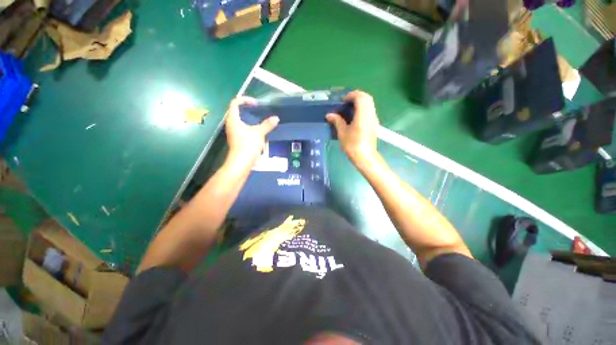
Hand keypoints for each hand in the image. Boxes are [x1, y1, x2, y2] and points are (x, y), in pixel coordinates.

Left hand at [225, 97, 278, 169]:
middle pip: (235, 110)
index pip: (235, 103)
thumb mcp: (259, 133)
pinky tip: (256, 129)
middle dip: (246, 107)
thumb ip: (267, 124)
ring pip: (238, 120)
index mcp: (233, 119)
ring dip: (247, 117)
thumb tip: (276, 118)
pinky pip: (241, 127)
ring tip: (258, 118)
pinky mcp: (236, 139)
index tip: (256, 104)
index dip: (245, 99)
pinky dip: (248, 124)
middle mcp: (230, 124)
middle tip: (257, 109)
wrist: (241, 163)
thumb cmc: (247, 145)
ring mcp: (233, 132)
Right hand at [326, 90, 379, 167]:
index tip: (343, 101)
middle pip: (367, 98)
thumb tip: (329, 115)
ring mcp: (374, 119)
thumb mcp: (342, 133)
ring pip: (370, 104)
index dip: (351, 95)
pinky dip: (363, 109)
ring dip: (360, 102)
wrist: (365, 157)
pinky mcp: (374, 124)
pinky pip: (370, 110)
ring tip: (349, 109)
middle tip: (346, 103)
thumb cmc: (352, 145)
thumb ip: (337, 121)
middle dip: (356, 97)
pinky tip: (354, 117)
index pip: (361, 97)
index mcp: (363, 114)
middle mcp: (371, 114)